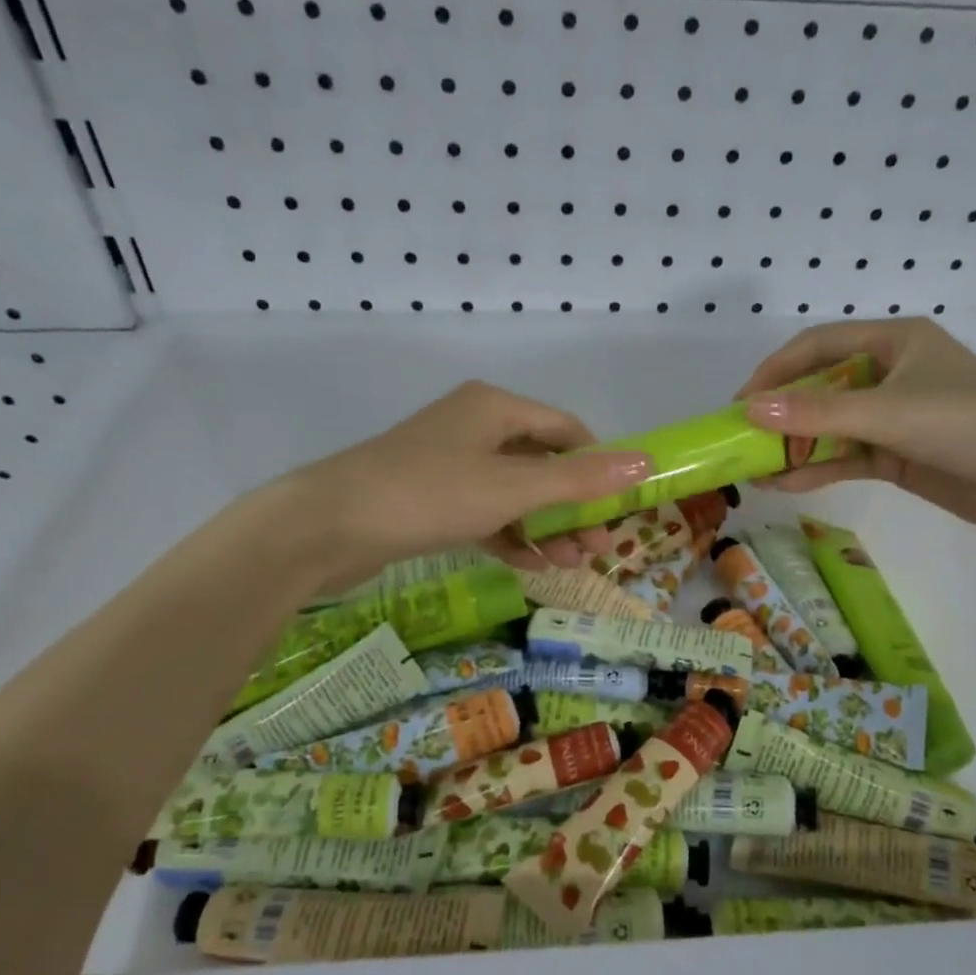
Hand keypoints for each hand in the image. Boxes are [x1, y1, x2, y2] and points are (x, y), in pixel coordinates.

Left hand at [285, 380, 651, 589]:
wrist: (328, 526)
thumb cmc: (430, 494)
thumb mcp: (513, 488)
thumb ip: (580, 479)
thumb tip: (647, 462)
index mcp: (495, 407)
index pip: (567, 429)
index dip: (599, 466)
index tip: (621, 508)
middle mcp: (474, 427)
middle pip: (543, 464)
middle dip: (574, 507)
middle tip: (600, 548)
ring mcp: (449, 464)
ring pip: (514, 494)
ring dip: (546, 527)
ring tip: (574, 565)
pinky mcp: (430, 499)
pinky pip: (485, 514)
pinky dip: (511, 536)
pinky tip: (533, 567)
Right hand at [734, 318, 975, 537]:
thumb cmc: (966, 423)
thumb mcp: (886, 412)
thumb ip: (817, 413)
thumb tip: (750, 410)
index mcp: (893, 342)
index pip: (817, 346)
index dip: (774, 371)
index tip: (739, 401)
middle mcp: (889, 374)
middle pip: (820, 387)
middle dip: (780, 414)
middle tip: (741, 437)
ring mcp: (893, 417)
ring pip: (830, 427)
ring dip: (794, 447)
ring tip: (753, 469)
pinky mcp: (897, 455)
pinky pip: (846, 457)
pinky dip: (817, 469)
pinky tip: (783, 484)